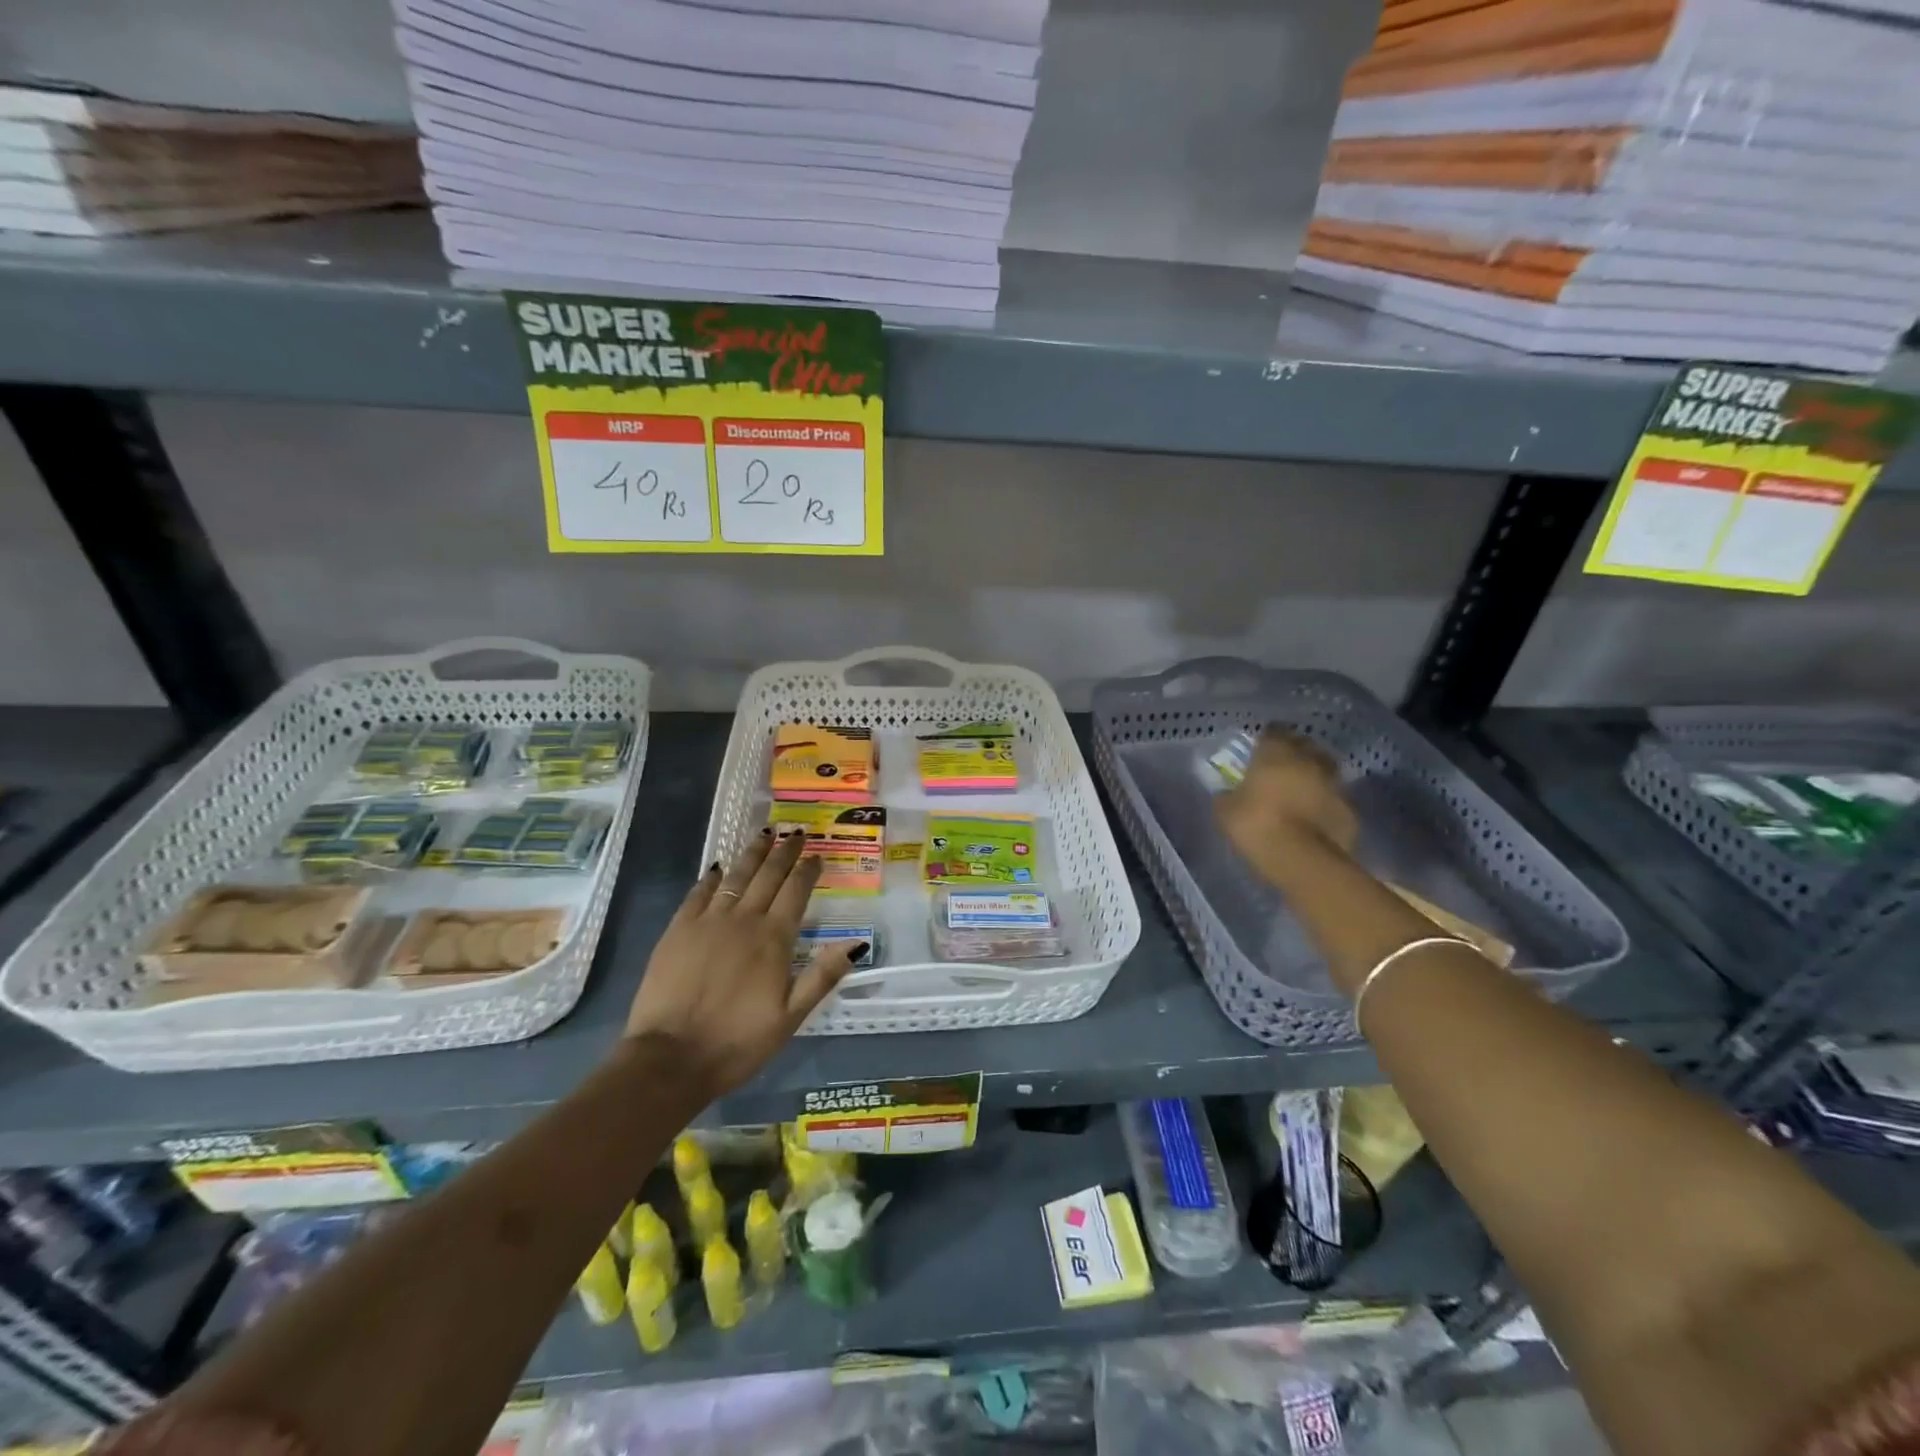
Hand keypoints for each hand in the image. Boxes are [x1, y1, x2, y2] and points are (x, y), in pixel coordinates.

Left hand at [624, 831, 864, 1096]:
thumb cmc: (737, 1042)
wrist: (670, 1058)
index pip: (796, 892)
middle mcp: (743, 920)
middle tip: (796, 832)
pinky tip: (717, 868)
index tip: (817, 855)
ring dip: (752, 853)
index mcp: (774, 939)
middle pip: (768, 876)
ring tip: (764, 833)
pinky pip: (699, 893)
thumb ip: (822, 976)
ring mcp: (707, 921)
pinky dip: (711, 877)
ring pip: (735, 876)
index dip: (808, 871)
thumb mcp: (791, 1017)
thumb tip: (856, 943)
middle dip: (785, 852)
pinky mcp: (678, 930)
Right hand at [1215, 729, 1358, 882]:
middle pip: (1305, 746)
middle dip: (1294, 754)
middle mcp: (1310, 760)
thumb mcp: (1225, 810)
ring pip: (1324, 771)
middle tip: (1279, 770)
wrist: (1302, 860)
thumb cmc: (1256, 824)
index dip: (1266, 740)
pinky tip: (1313, 818)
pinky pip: (1334, 800)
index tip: (1258, 751)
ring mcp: (1335, 784)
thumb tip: (1229, 793)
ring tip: (1298, 794)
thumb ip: (1228, 795)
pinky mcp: (1350, 810)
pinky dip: (1324, 804)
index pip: (1273, 731)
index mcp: (1277, 752)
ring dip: (1313, 778)